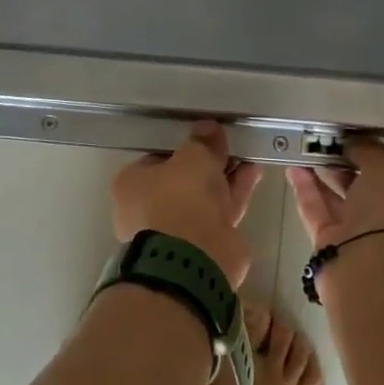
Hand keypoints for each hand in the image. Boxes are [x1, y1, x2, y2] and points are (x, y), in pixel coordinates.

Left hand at [112, 122, 264, 288]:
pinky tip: (253, 173)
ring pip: (203, 197)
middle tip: (228, 146)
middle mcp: (147, 209)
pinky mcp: (201, 245)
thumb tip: (209, 128)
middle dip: (207, 164)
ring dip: (225, 177)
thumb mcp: (193, 156)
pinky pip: (219, 211)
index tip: (204, 139)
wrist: (195, 256)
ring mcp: (175, 230)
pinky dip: (234, 193)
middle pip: (182, 180)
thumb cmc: (180, 197)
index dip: (181, 148)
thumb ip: (202, 141)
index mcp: (130, 185)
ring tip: (248, 156)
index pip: (155, 159)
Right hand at [288, 137, 383, 252]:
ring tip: (305, 151)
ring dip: (324, 177)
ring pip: (341, 201)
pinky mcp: (334, 247)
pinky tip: (294, 170)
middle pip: (370, 191)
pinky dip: (308, 191)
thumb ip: (370, 151)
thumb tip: (354, 142)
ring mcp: (364, 239)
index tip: (362, 146)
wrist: (370, 268)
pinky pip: (319, 212)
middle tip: (328, 146)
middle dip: (348, 167)